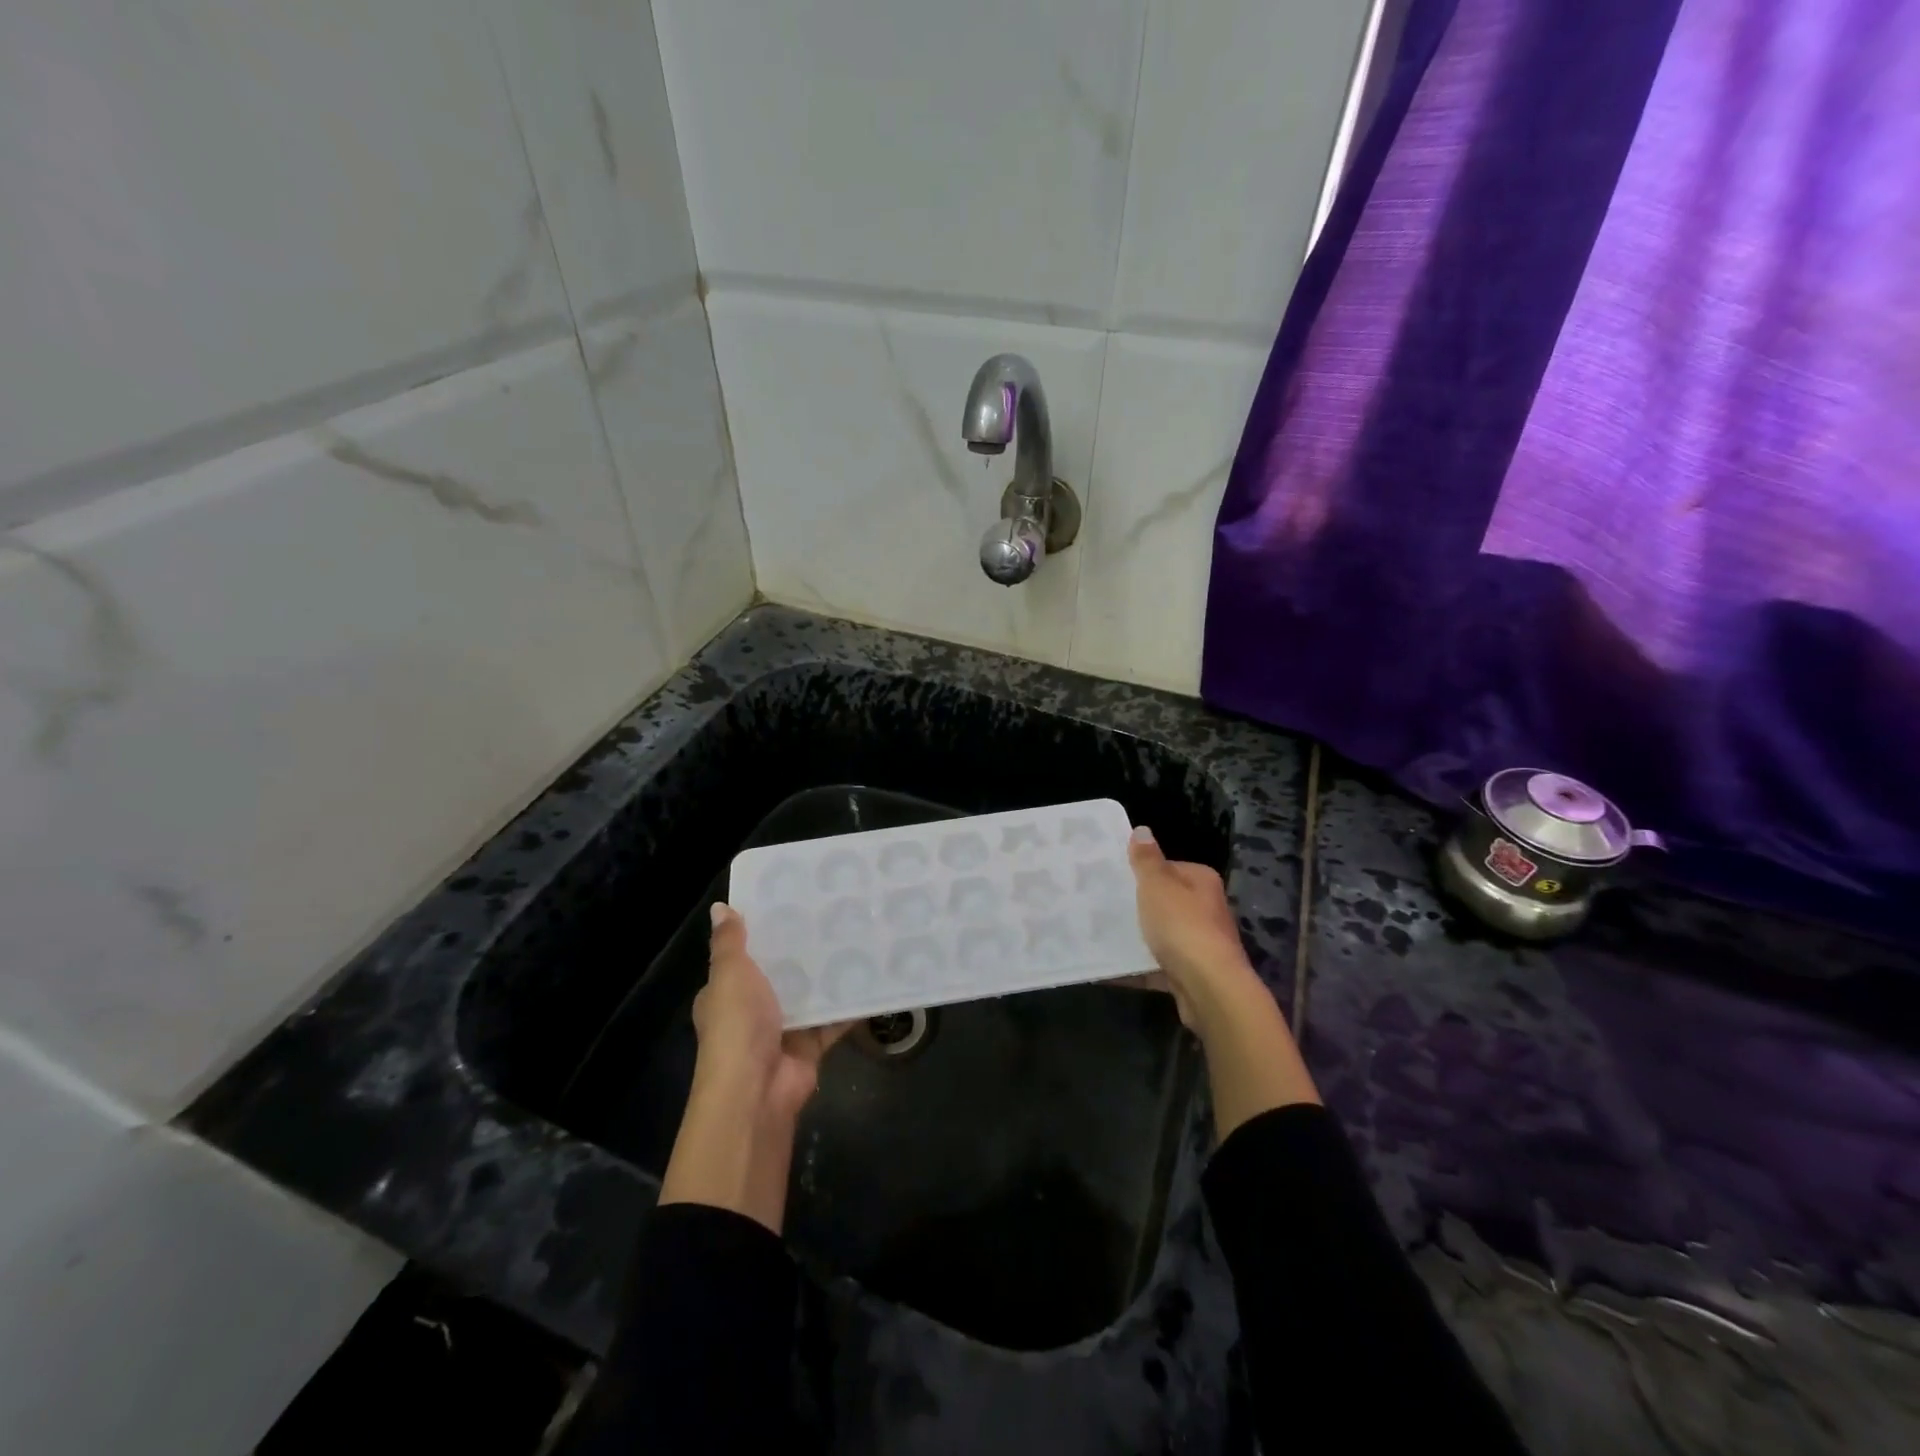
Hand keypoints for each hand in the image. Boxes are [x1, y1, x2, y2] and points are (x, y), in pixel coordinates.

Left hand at [661, 905, 850, 1231]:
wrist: (756, 1091)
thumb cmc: (737, 1026)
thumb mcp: (730, 974)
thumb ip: (729, 942)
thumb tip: (720, 907)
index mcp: (726, 992)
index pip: (743, 955)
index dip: (762, 932)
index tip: (790, 902)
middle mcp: (752, 1010)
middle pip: (780, 973)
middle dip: (802, 950)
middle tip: (833, 913)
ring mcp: (782, 1029)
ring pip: (809, 994)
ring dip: (828, 974)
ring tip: (858, 936)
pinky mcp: (809, 1046)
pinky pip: (833, 1019)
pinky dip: (850, 1004)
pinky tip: (873, 977)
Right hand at [1122, 826, 1319, 1134]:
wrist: (1209, 988)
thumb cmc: (1182, 926)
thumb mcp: (1157, 885)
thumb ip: (1146, 860)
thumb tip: (1142, 830)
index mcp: (1201, 881)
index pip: (1169, 868)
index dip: (1142, 872)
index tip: (1114, 878)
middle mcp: (1207, 909)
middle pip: (1165, 901)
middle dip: (1138, 905)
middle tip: (1104, 905)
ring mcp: (1201, 943)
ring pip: (1161, 934)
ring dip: (1138, 937)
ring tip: (1102, 934)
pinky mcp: (1192, 973)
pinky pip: (1158, 964)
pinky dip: (1139, 965)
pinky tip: (1113, 966)